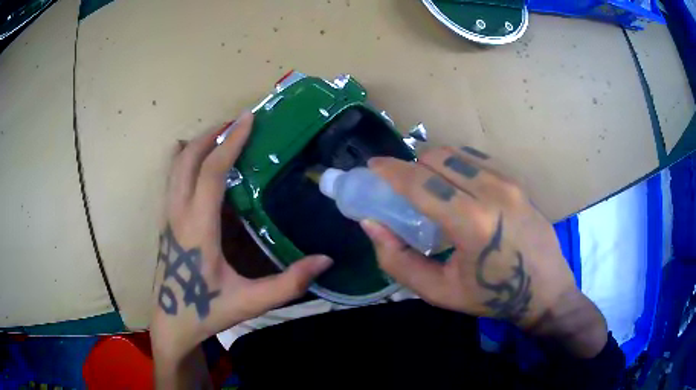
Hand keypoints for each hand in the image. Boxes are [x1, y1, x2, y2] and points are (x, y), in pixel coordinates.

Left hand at [150, 112, 332, 367]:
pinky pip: (172, 179)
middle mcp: (177, 214)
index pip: (211, 172)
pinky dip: (185, 159)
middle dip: (211, 134)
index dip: (230, 143)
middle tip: (237, 123)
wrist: (171, 323)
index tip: (248, 120)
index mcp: (197, 228)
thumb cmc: (206, 311)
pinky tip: (199, 161)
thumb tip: (325, 260)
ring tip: (221, 135)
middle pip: (186, 159)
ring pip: (175, 167)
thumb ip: (288, 283)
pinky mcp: (165, 222)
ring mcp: (167, 216)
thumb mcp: (250, 302)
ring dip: (196, 144)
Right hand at [362, 146, 606, 356]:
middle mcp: (492, 192)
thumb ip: (398, 260)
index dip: (391, 170)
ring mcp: (508, 182)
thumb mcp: (438, 291)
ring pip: (457, 153)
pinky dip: (457, 165)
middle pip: (437, 158)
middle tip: (403, 188)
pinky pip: (477, 160)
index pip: (421, 182)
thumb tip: (371, 223)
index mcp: (471, 223)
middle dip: (412, 166)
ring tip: (430, 187)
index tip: (373, 167)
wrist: (544, 290)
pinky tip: (457, 187)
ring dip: (434, 163)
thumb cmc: (491, 297)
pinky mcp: (517, 181)